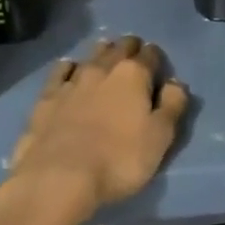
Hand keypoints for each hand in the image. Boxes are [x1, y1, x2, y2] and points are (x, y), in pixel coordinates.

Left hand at [6, 36, 189, 214]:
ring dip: (101, 52)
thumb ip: (172, 106)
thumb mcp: (160, 138)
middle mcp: (102, 68)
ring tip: (106, 55)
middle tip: (133, 55)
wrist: (60, 176)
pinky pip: (60, 71)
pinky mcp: (47, 96)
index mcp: (133, 75)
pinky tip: (70, 70)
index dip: (156, 58)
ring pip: (90, 55)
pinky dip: (69, 67)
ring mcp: (72, 80)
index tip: (157, 65)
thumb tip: (176, 83)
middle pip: (119, 48)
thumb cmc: (119, 160)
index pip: (150, 54)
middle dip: (129, 48)